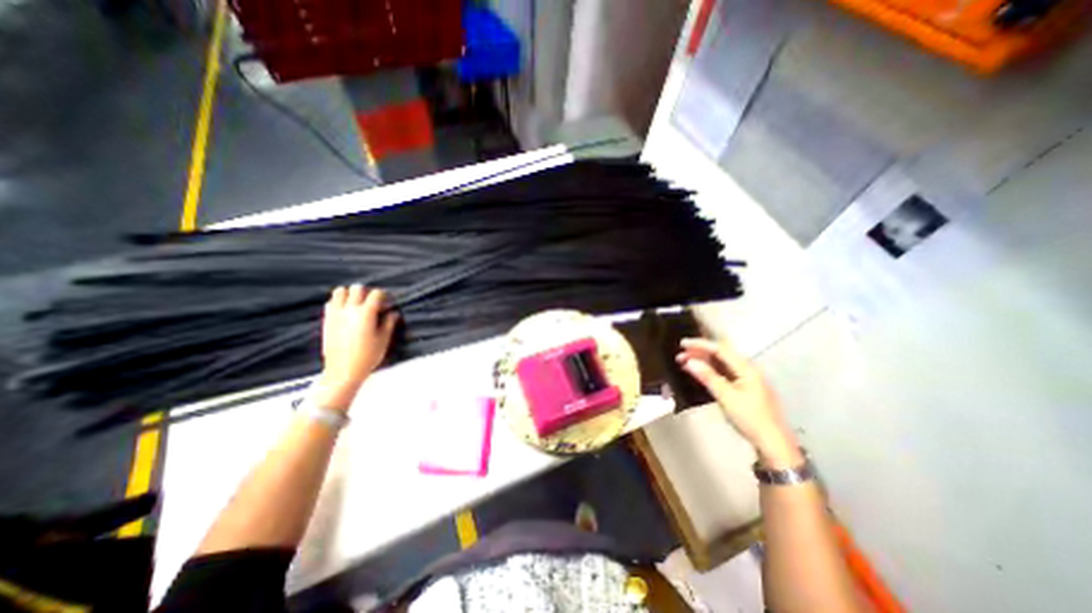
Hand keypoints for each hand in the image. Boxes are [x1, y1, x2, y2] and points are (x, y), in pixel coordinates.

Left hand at [314, 285, 399, 410]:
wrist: (342, 371)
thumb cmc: (367, 357)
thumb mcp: (383, 340)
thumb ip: (388, 323)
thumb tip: (393, 313)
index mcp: (366, 313)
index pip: (376, 294)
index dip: (384, 296)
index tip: (387, 302)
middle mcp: (349, 310)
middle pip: (357, 288)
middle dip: (367, 292)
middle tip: (373, 302)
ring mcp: (336, 314)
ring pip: (340, 291)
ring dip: (350, 294)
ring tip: (357, 304)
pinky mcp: (327, 320)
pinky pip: (331, 303)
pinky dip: (338, 302)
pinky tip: (345, 311)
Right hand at [675, 338, 799, 466]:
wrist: (773, 443)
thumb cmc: (750, 418)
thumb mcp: (726, 397)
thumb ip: (708, 377)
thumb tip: (690, 361)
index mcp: (747, 368)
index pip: (720, 349)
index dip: (700, 344)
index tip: (682, 344)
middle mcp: (748, 369)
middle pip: (721, 354)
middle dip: (700, 352)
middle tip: (680, 355)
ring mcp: (748, 378)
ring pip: (722, 363)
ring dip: (704, 361)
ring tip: (686, 363)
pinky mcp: (746, 388)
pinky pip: (725, 372)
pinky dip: (711, 370)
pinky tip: (701, 373)